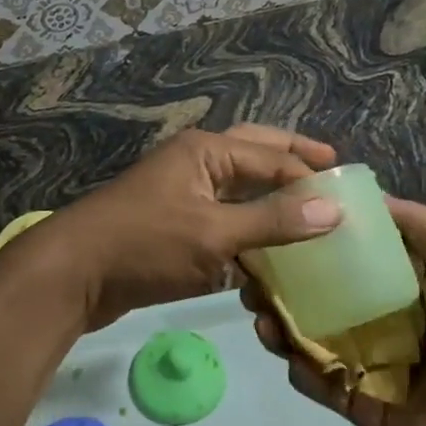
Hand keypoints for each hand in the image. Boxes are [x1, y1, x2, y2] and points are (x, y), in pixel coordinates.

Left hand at [26, 124, 342, 330]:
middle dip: (293, 161)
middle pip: (256, 155)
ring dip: (272, 197)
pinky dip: (248, 229)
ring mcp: (183, 192)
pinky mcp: (175, 224)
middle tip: (334, 168)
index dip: (311, 177)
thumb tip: (335, 209)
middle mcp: (197, 162)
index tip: (352, 198)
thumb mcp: (214, 234)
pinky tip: (270, 250)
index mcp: (206, 151)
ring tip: (310, 210)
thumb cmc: (145, 245)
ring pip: (239, 188)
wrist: (73, 274)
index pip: (272, 158)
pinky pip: (223, 218)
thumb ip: (272, 222)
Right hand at [243, 195, 425, 425]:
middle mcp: (379, 321)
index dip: (308, 244)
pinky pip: (321, 384)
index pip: (343, 259)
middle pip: (318, 299)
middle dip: (281, 287)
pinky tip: (288, 352)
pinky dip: (300, 370)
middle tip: (252, 280)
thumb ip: (411, 221)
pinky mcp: (362, 405)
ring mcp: (368, 365)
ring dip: (280, 326)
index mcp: (399, 285)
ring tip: (260, 314)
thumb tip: (362, 195)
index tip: (275, 228)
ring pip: (310, 340)